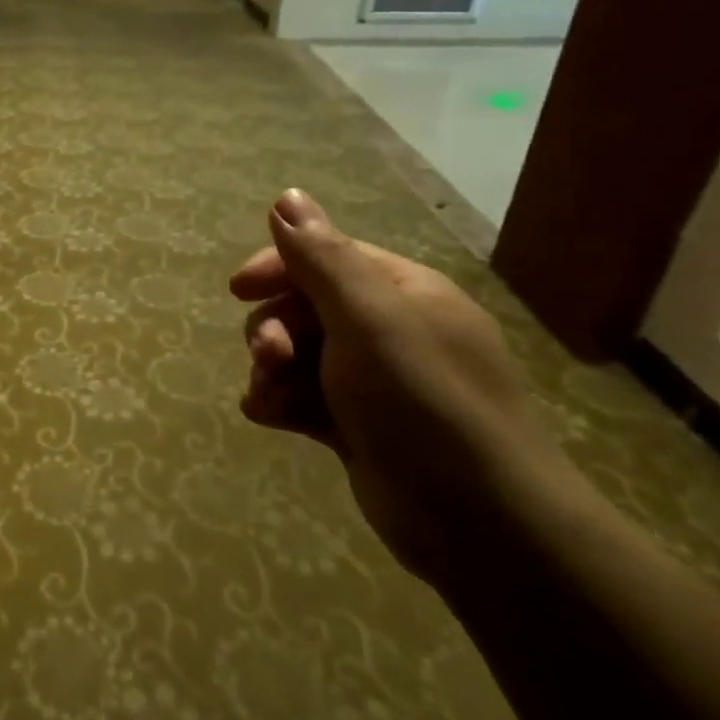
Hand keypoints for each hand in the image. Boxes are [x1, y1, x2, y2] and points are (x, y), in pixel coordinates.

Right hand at [231, 189, 573, 583]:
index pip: (326, 257)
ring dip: (271, 370)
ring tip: (270, 397)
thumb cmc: (422, 402)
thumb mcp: (369, 318)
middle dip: (274, 328)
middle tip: (269, 357)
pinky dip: (281, 403)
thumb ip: (322, 257)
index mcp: (402, 292)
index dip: (278, 267)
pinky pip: (303, 398)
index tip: (238, 290)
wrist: (481, 524)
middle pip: (304, 307)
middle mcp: (389, 330)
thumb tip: (287, 195)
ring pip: (297, 355)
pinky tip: (271, 418)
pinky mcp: (358, 427)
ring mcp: (373, 382)